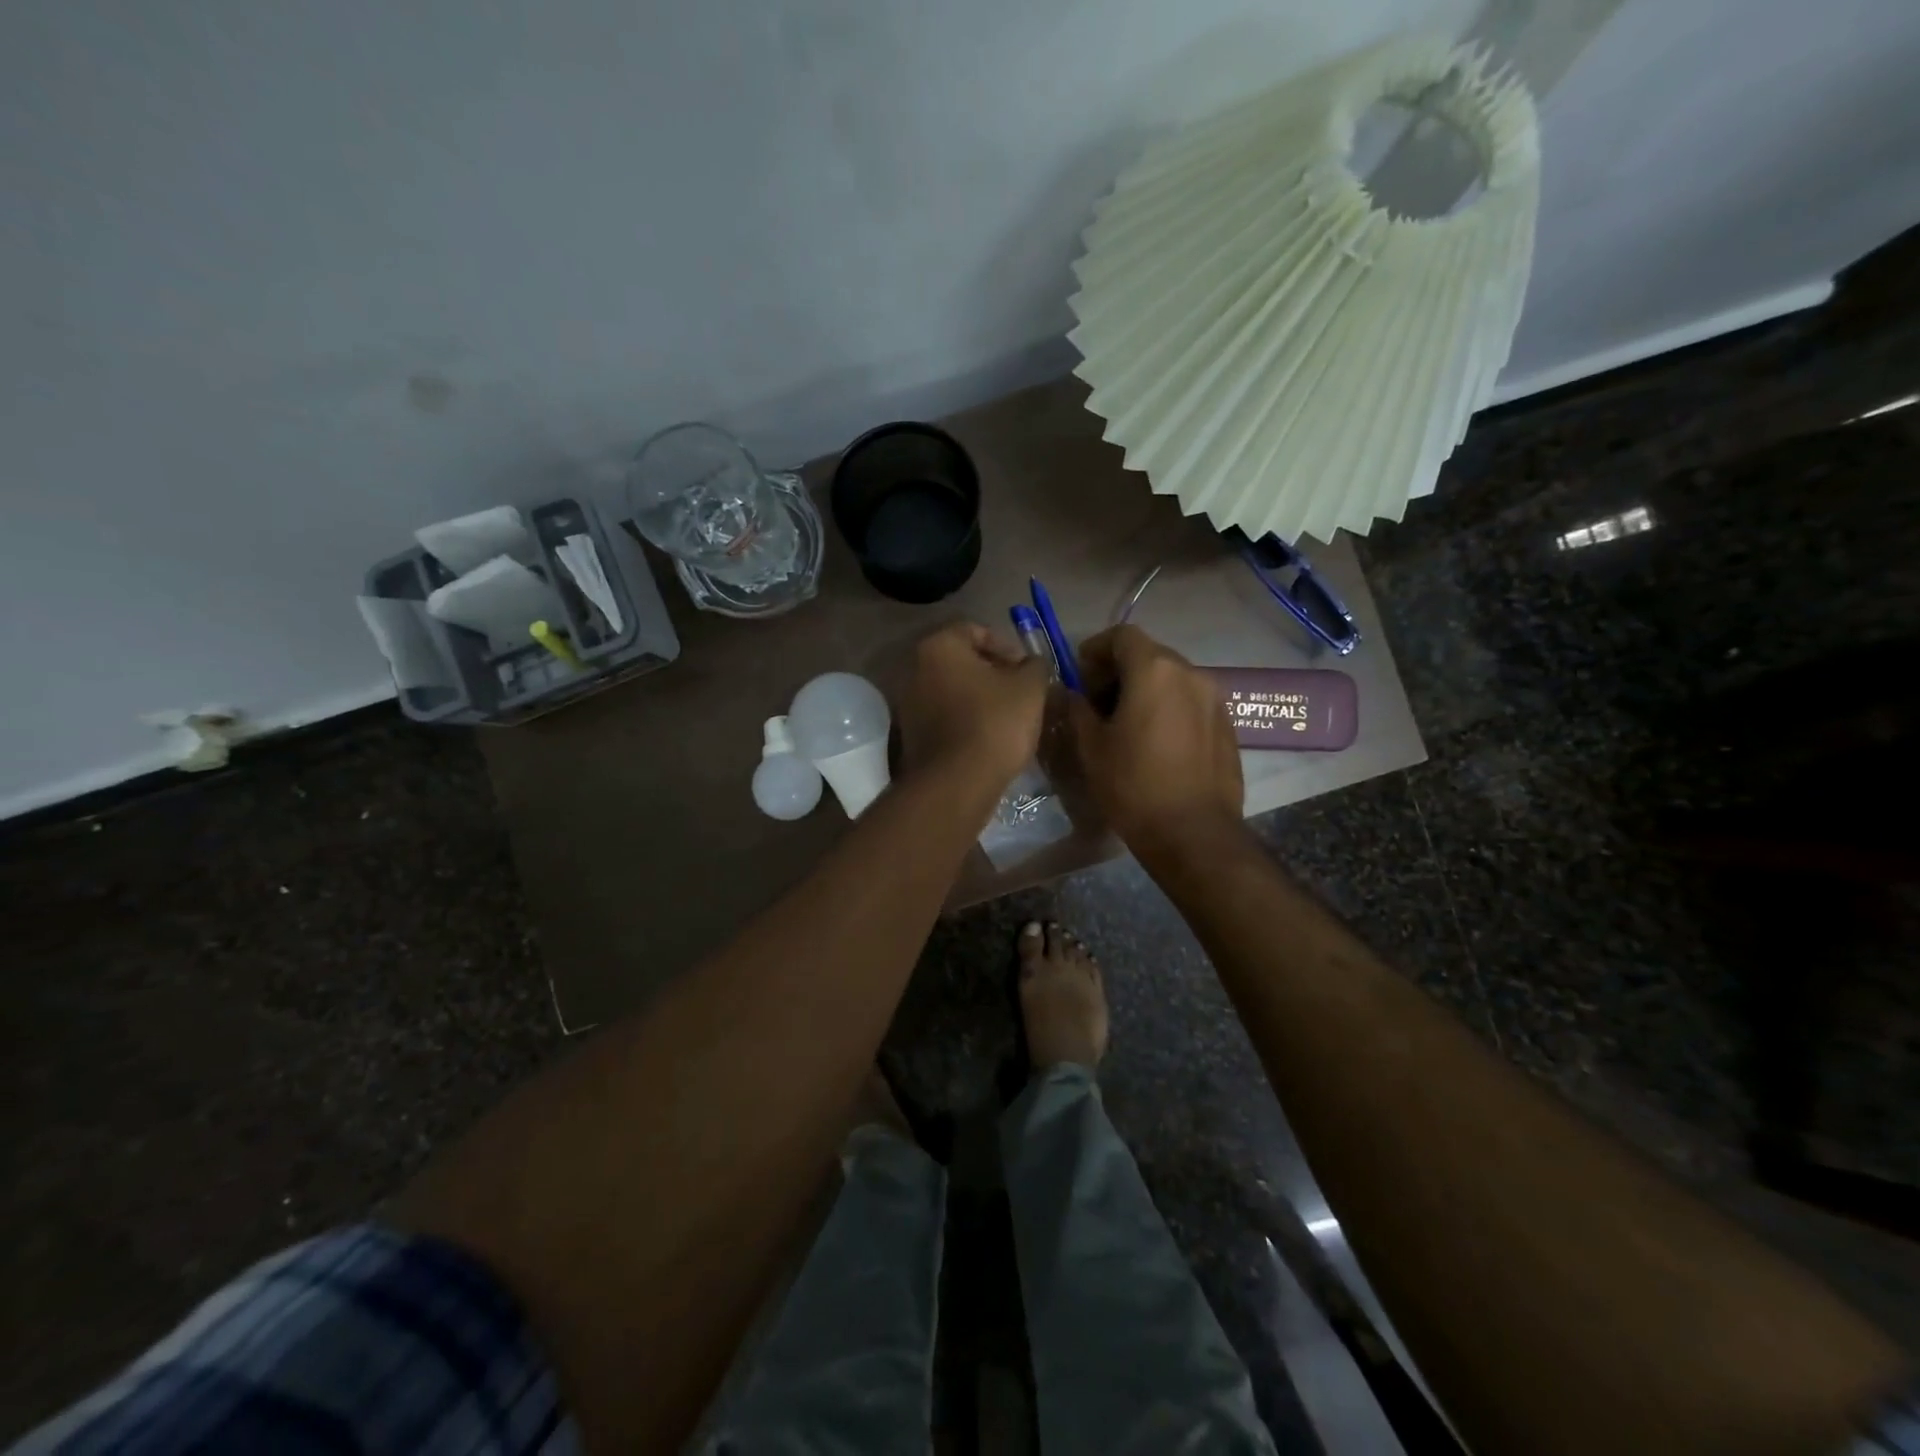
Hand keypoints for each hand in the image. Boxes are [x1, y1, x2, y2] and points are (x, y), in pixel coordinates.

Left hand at [895, 622, 1048, 789]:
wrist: (956, 782)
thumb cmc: (994, 722)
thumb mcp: (1030, 687)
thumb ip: (1035, 665)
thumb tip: (1032, 664)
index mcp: (939, 646)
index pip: (977, 630)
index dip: (1008, 647)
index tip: (1028, 670)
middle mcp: (914, 668)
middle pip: (962, 661)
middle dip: (994, 673)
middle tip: (1021, 692)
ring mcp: (908, 703)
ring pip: (953, 690)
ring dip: (980, 698)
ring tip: (1009, 717)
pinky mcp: (910, 734)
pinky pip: (944, 716)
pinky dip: (965, 720)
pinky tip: (988, 738)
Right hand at [1066, 625, 1242, 846]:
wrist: (1194, 833)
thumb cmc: (1133, 785)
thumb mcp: (1091, 746)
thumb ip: (1076, 709)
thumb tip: (1070, 693)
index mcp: (1154, 670)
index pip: (1121, 635)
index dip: (1095, 649)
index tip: (1079, 677)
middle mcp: (1190, 673)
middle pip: (1149, 654)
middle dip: (1118, 670)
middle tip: (1097, 704)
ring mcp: (1214, 699)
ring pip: (1171, 678)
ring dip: (1145, 690)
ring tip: (1126, 725)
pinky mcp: (1227, 725)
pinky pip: (1190, 702)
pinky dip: (1168, 708)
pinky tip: (1156, 743)